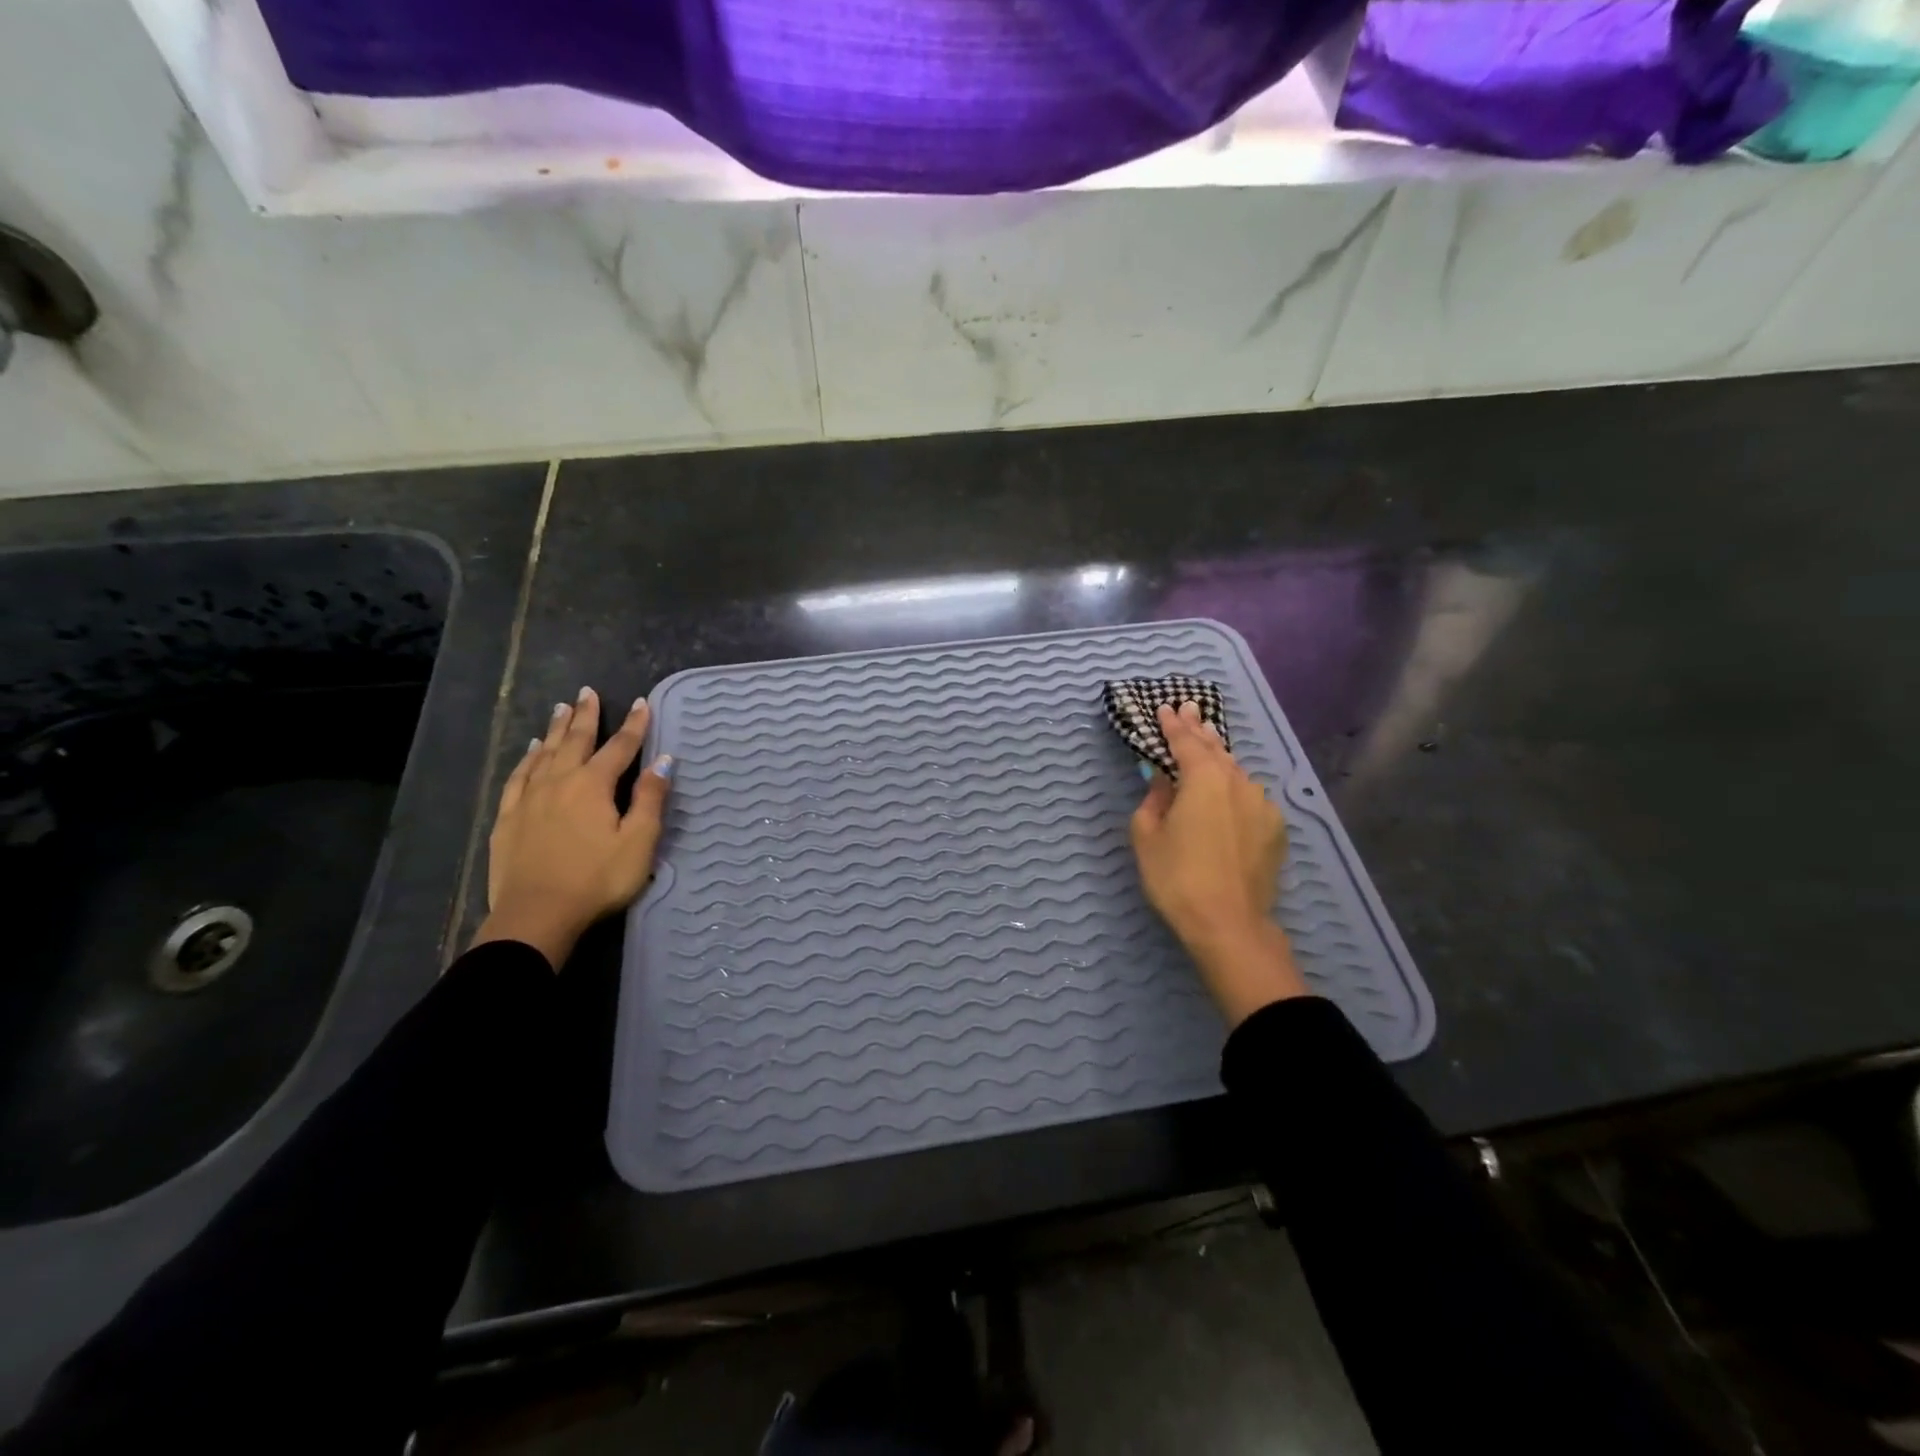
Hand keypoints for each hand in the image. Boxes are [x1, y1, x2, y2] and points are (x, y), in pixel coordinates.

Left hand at [474, 687, 672, 969]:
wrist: (536, 915)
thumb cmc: (597, 880)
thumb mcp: (638, 842)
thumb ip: (650, 798)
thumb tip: (663, 760)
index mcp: (593, 785)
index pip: (620, 747)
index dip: (634, 725)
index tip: (642, 703)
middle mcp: (559, 781)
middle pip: (575, 740)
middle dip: (586, 715)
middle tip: (588, 691)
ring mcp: (529, 798)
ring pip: (544, 753)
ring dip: (556, 730)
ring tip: (561, 709)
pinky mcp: (508, 818)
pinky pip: (519, 776)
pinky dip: (528, 758)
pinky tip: (531, 752)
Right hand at [1130, 701, 1307, 1024]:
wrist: (1229, 924)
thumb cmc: (1177, 878)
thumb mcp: (1147, 837)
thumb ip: (1153, 800)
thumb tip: (1163, 782)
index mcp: (1203, 779)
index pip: (1185, 741)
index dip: (1172, 724)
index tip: (1165, 707)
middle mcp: (1237, 783)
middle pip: (1215, 749)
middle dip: (1199, 729)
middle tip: (1189, 708)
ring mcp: (1262, 805)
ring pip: (1236, 772)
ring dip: (1219, 757)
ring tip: (1208, 744)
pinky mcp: (1275, 829)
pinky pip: (1251, 797)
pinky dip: (1236, 787)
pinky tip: (1230, 790)